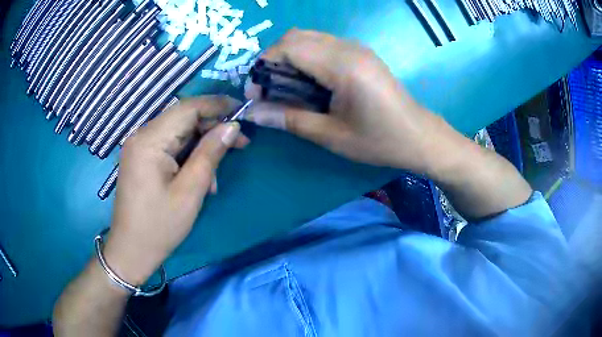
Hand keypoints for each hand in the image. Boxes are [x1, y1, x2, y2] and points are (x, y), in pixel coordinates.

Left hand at [102, 96, 249, 284]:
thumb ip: (210, 153)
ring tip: (215, 176)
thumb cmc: (160, 225)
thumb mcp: (190, 191)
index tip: (242, 112)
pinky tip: (198, 180)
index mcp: (149, 140)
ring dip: (201, 148)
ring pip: (178, 134)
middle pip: (183, 119)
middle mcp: (141, 136)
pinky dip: (187, 158)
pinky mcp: (141, 158)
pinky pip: (169, 148)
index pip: (187, 108)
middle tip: (240, 144)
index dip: (217, 105)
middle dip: (212, 129)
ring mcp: (139, 147)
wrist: (132, 250)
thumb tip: (232, 127)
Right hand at [245, 29, 442, 172]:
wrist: (419, 136)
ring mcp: (356, 47)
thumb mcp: (332, 135)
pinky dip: (305, 58)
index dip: (264, 66)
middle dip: (273, 60)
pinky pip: (322, 44)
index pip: (288, 47)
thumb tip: (254, 113)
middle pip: (295, 37)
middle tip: (269, 91)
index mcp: (343, 66)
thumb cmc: (379, 140)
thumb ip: (290, 119)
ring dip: (289, 58)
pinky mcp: (360, 52)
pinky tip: (308, 82)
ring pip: (308, 38)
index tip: (256, 94)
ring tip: (286, 88)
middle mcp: (348, 47)